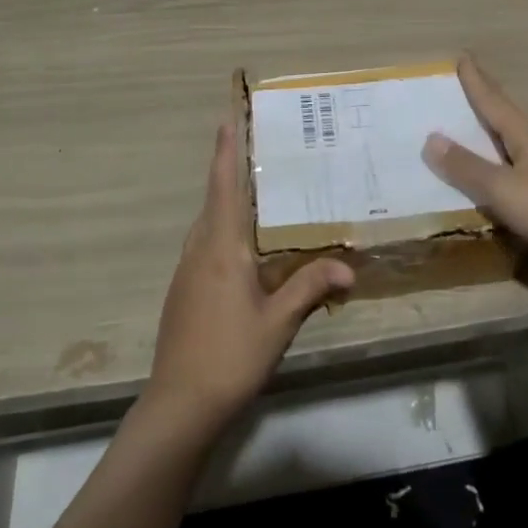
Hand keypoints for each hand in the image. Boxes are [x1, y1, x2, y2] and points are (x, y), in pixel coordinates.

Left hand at [144, 122, 353, 437]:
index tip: (227, 119)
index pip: (222, 187)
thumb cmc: (230, 357)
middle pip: (214, 201)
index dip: (224, 152)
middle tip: (259, 153)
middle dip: (230, 173)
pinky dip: (223, 234)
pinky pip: (204, 247)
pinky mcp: (182, 293)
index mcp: (221, 248)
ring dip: (226, 205)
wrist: (179, 407)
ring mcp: (186, 273)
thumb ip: (310, 287)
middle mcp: (199, 251)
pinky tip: (244, 252)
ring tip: (257, 197)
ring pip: (207, 226)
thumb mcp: (278, 323)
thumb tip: (349, 266)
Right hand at [423, 54, 527, 268]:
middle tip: (471, 76)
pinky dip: (500, 154)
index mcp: (525, 135)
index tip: (464, 57)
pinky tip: (497, 165)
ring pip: (514, 136)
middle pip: (507, 113)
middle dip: (488, 95)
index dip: (476, 81)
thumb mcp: (501, 188)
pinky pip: (517, 161)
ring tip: (478, 117)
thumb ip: (466, 166)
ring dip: (494, 124)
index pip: (494, 101)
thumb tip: (430, 139)